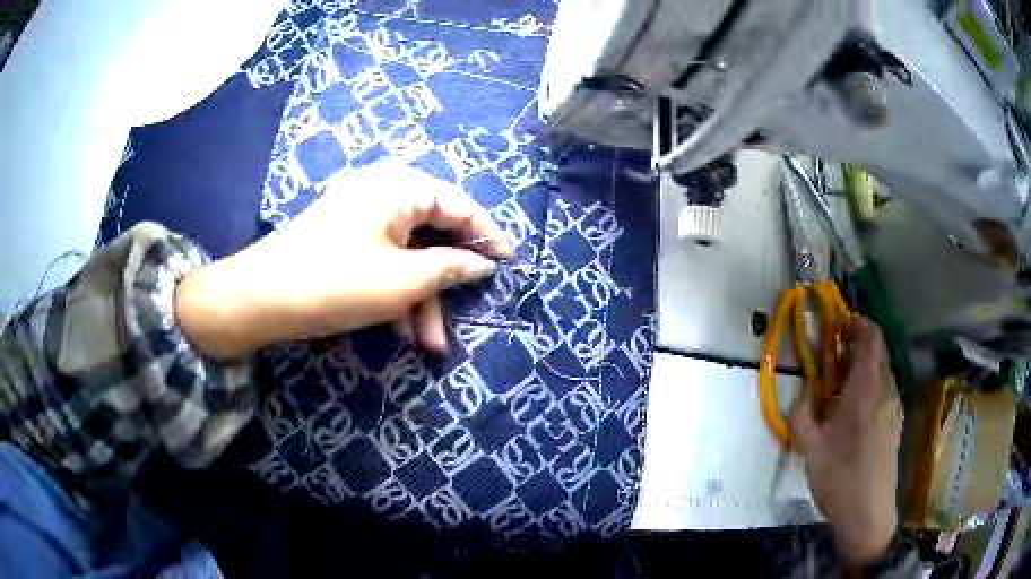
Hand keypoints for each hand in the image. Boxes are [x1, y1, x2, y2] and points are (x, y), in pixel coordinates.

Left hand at [175, 161, 513, 357]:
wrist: (261, 299)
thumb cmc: (336, 282)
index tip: (513, 265)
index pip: (461, 206)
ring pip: (408, 255)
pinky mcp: (346, 239)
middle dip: (446, 283)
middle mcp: (384, 192)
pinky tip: (401, 331)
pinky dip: (396, 294)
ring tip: (428, 344)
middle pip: (433, 234)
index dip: (489, 237)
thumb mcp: (402, 281)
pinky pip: (385, 261)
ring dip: (421, 300)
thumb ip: (451, 268)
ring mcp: (362, 216)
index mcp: (401, 187)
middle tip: (466, 317)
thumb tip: (483, 264)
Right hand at [790, 317, 902, 567]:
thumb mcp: (811, 449)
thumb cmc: (839, 478)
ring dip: (863, 369)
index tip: (836, 325)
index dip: (856, 324)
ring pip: (882, 373)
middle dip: (856, 346)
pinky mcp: (895, 425)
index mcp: (866, 390)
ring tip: (840, 387)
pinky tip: (854, 413)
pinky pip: (884, 393)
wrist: (868, 513)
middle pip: (878, 353)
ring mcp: (894, 409)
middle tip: (832, 358)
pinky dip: (870, 388)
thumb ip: (803, 415)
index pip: (871, 338)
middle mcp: (885, 391)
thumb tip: (804, 393)